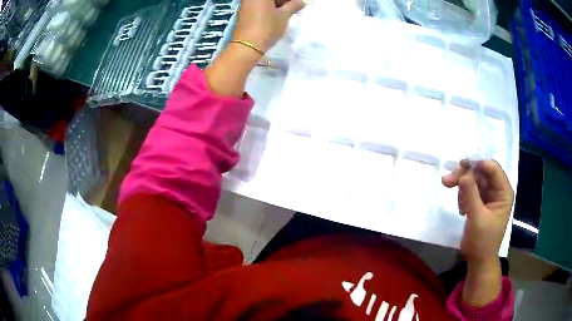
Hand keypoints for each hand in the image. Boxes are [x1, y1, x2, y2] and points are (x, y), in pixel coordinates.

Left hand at [233, 0, 304, 51]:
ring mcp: (246, 3)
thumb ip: (293, 6)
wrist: (247, 46)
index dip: (291, 0)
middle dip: (283, 1)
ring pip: (265, 1)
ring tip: (286, 12)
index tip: (298, 4)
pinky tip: (275, 15)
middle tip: (293, 7)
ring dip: (276, 4)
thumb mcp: (283, 16)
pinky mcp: (243, 11)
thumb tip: (301, 2)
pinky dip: (268, 7)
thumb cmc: (267, 27)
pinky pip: (259, 5)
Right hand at [442, 160, 513, 264]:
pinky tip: (461, 208)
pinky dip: (462, 195)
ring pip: (473, 180)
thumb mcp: (477, 218)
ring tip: (449, 191)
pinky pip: (470, 190)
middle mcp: (497, 190)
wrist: (478, 260)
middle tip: (447, 180)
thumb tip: (463, 173)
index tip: (461, 164)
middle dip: (465, 175)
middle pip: (481, 172)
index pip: (493, 169)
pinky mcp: (480, 203)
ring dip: (461, 184)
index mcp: (503, 192)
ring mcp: (488, 196)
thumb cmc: (482, 241)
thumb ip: (471, 194)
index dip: (478, 163)